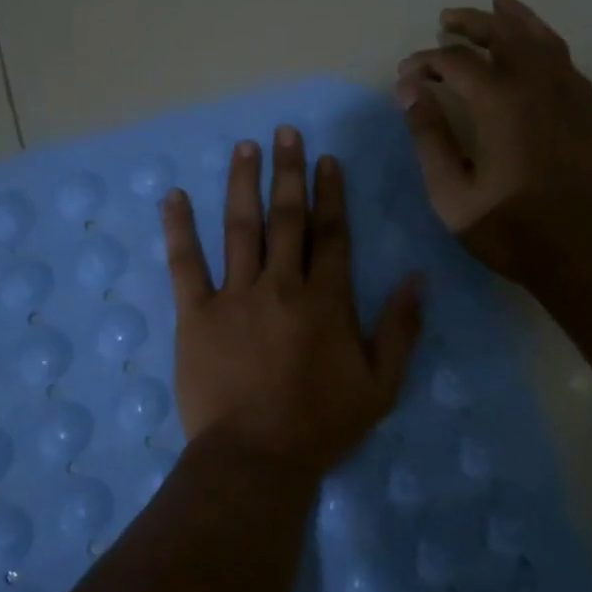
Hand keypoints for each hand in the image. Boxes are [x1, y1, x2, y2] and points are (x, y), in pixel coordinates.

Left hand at [161, 126, 422, 479]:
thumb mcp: (380, 385)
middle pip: (287, 218)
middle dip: (288, 172)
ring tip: (245, 147)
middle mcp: (281, 285)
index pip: (332, 233)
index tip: (326, 160)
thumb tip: (416, 278)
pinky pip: (185, 264)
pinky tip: (174, 197)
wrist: (256, 458)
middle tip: (285, 133)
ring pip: (240, 228)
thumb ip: (400, 329)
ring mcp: (235, 296)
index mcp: (326, 300)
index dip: (330, 193)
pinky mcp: (196, 315)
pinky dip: (179, 229)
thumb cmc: (321, 425)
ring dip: (242, 184)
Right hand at [395, 0, 591, 284]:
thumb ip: (430, 138)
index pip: (456, 62)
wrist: (588, 254)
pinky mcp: (588, 109)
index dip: (426, 62)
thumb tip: (411, 92)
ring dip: (514, 19)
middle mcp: (537, 85)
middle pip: (503, 34)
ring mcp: (569, 94)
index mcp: (500, 103)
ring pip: (541, 38)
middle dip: (471, 22)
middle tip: (446, 20)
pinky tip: (535, 45)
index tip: (406, 75)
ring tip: (497, 3)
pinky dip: (544, 40)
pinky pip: (564, 58)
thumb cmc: (512, 230)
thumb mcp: (453, 194)